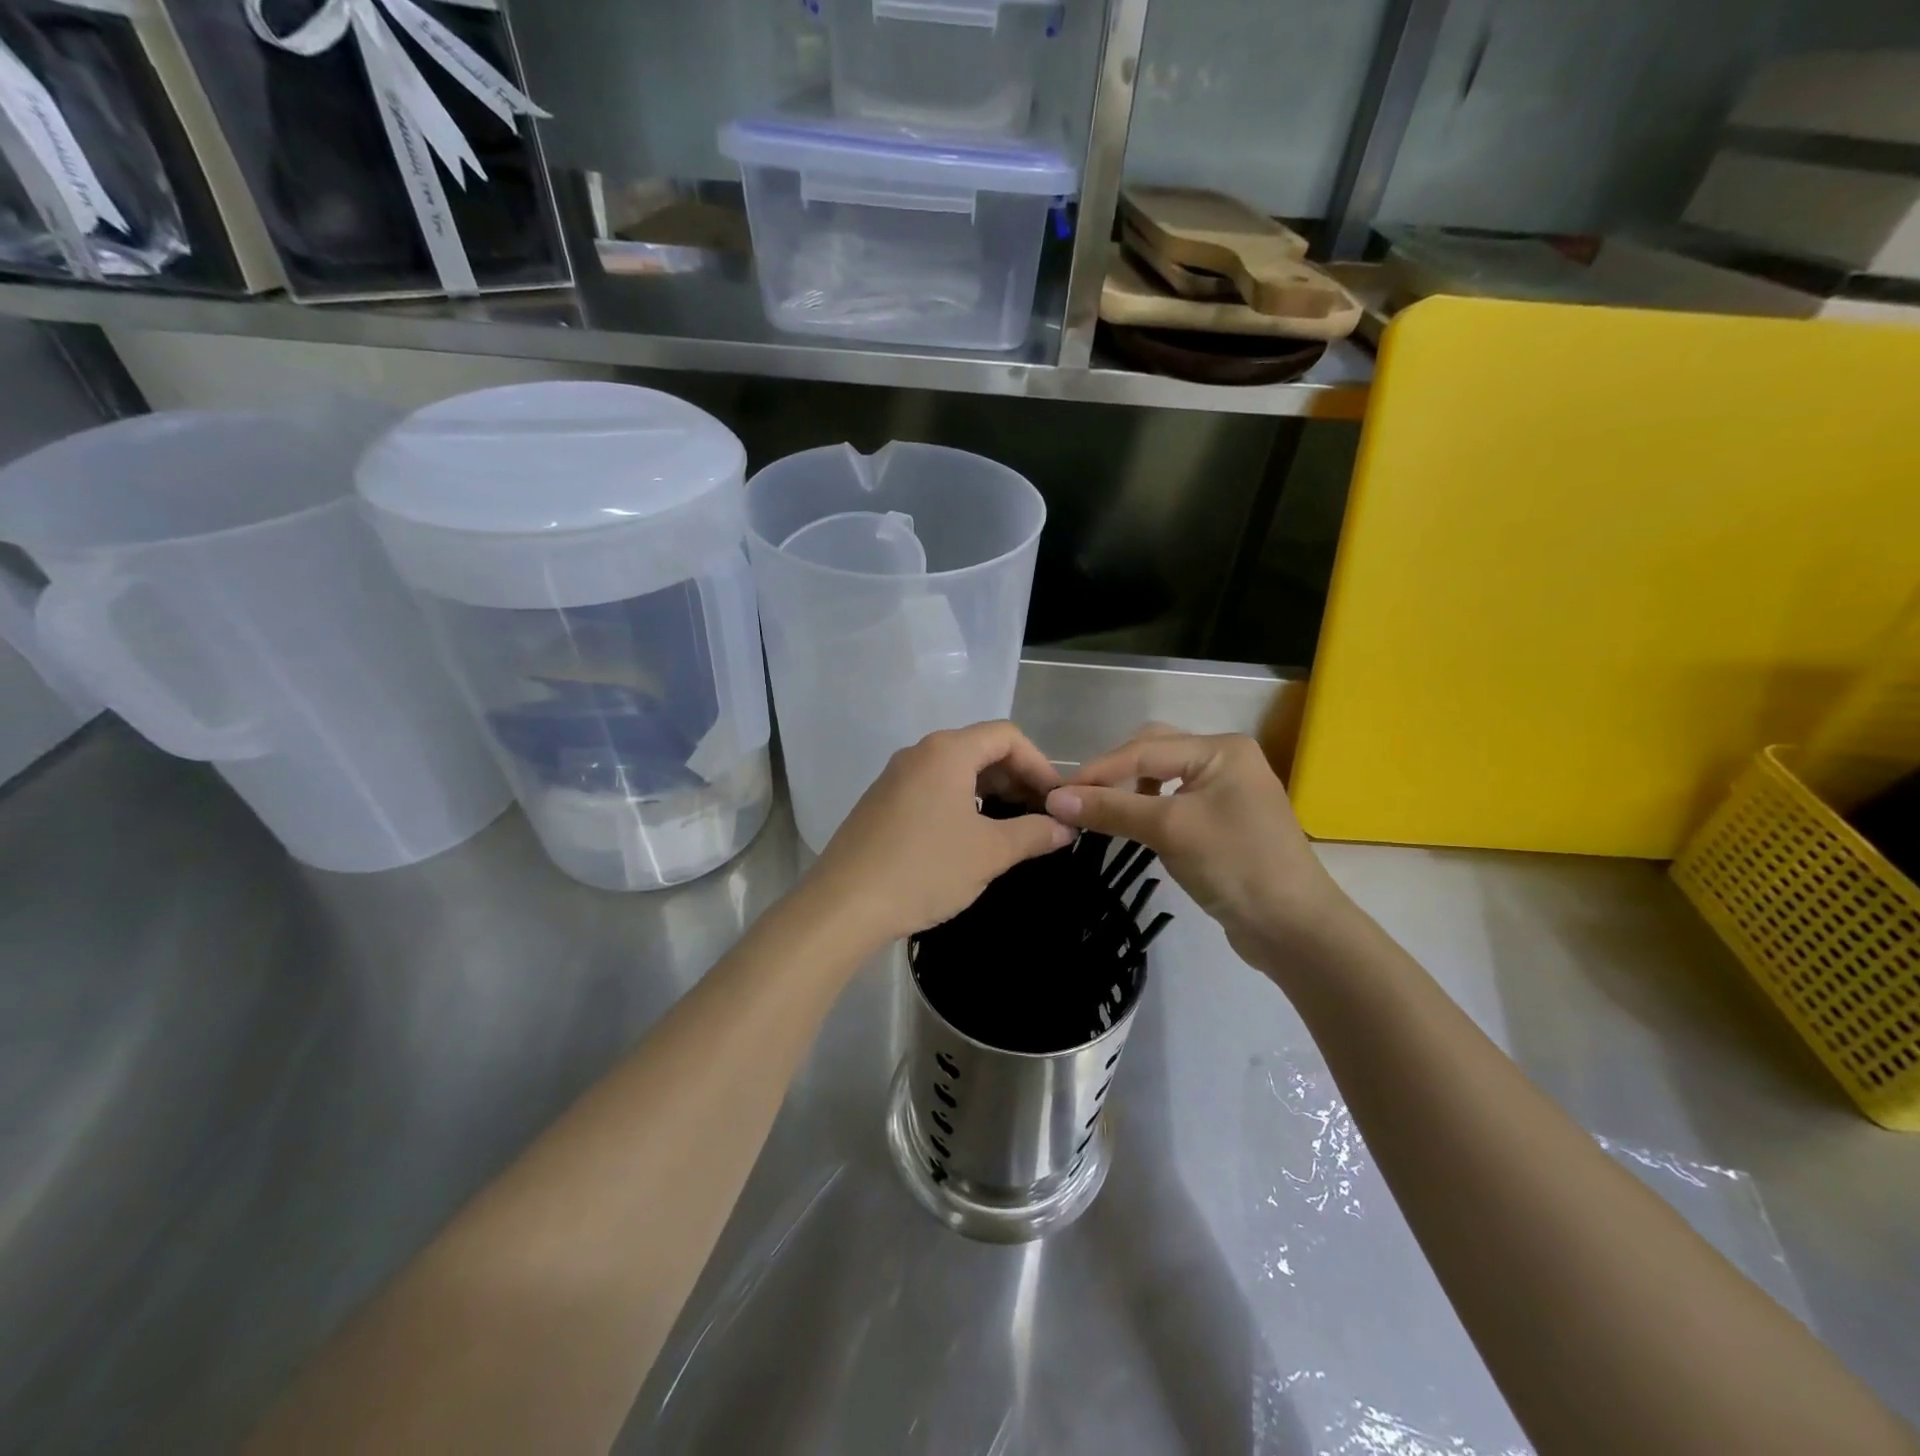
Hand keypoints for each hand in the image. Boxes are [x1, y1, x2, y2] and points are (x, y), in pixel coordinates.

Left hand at [808, 722, 1070, 948]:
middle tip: (1041, 817)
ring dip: (990, 792)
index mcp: (947, 751)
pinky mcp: (882, 801)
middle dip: (1017, 779)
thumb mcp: (989, 853)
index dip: (1039, 764)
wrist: (844, 904)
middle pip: (981, 749)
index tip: (1057, 801)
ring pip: (956, 770)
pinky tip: (970, 837)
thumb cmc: (925, 869)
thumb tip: (1065, 827)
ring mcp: (895, 776)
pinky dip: (961, 802)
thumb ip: (1034, 834)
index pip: (1007, 736)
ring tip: (1011, 828)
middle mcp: (919, 753)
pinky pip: (933, 788)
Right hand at [1045, 726, 1350, 967]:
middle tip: (1079, 800)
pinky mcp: (1223, 820)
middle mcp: (1225, 760)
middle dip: (1114, 773)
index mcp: (1221, 749)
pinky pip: (1173, 802)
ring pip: (1162, 777)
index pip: (1144, 749)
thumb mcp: (1168, 830)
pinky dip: (1147, 809)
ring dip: (1129, 791)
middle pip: (1153, 752)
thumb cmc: (1235, 865)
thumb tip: (1054, 798)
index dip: (1098, 770)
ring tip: (1101, 811)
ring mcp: (1226, 790)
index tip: (1056, 792)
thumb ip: (1111, 809)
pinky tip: (1133, 825)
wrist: (1293, 928)